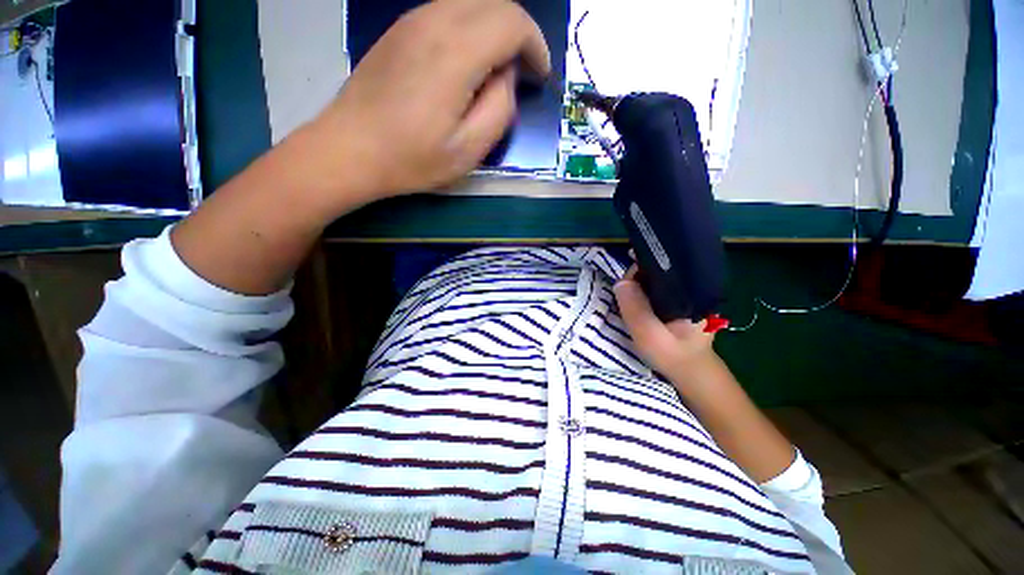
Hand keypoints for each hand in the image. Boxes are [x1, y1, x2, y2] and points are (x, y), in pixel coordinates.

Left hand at [302, 0, 550, 206]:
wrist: (350, 149)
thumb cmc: (412, 158)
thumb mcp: (469, 149)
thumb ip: (499, 109)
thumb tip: (506, 76)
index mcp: (456, 52)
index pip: (513, 21)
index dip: (535, 45)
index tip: (539, 75)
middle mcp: (435, 20)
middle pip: (495, 3)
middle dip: (519, 34)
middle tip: (524, 73)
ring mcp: (413, 20)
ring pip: (472, 3)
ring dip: (495, 31)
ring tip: (498, 71)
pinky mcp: (401, 29)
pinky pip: (449, 12)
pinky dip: (471, 30)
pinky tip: (469, 64)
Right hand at [613, 265, 718, 381]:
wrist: (691, 372)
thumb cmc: (673, 356)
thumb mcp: (650, 336)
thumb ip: (636, 310)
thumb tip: (621, 282)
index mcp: (692, 290)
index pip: (662, 266)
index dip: (639, 271)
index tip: (624, 286)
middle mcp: (691, 286)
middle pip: (656, 270)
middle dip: (636, 279)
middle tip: (623, 297)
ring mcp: (684, 292)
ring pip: (654, 279)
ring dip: (637, 286)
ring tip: (627, 300)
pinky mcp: (676, 299)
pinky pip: (654, 288)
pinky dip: (641, 292)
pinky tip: (635, 302)